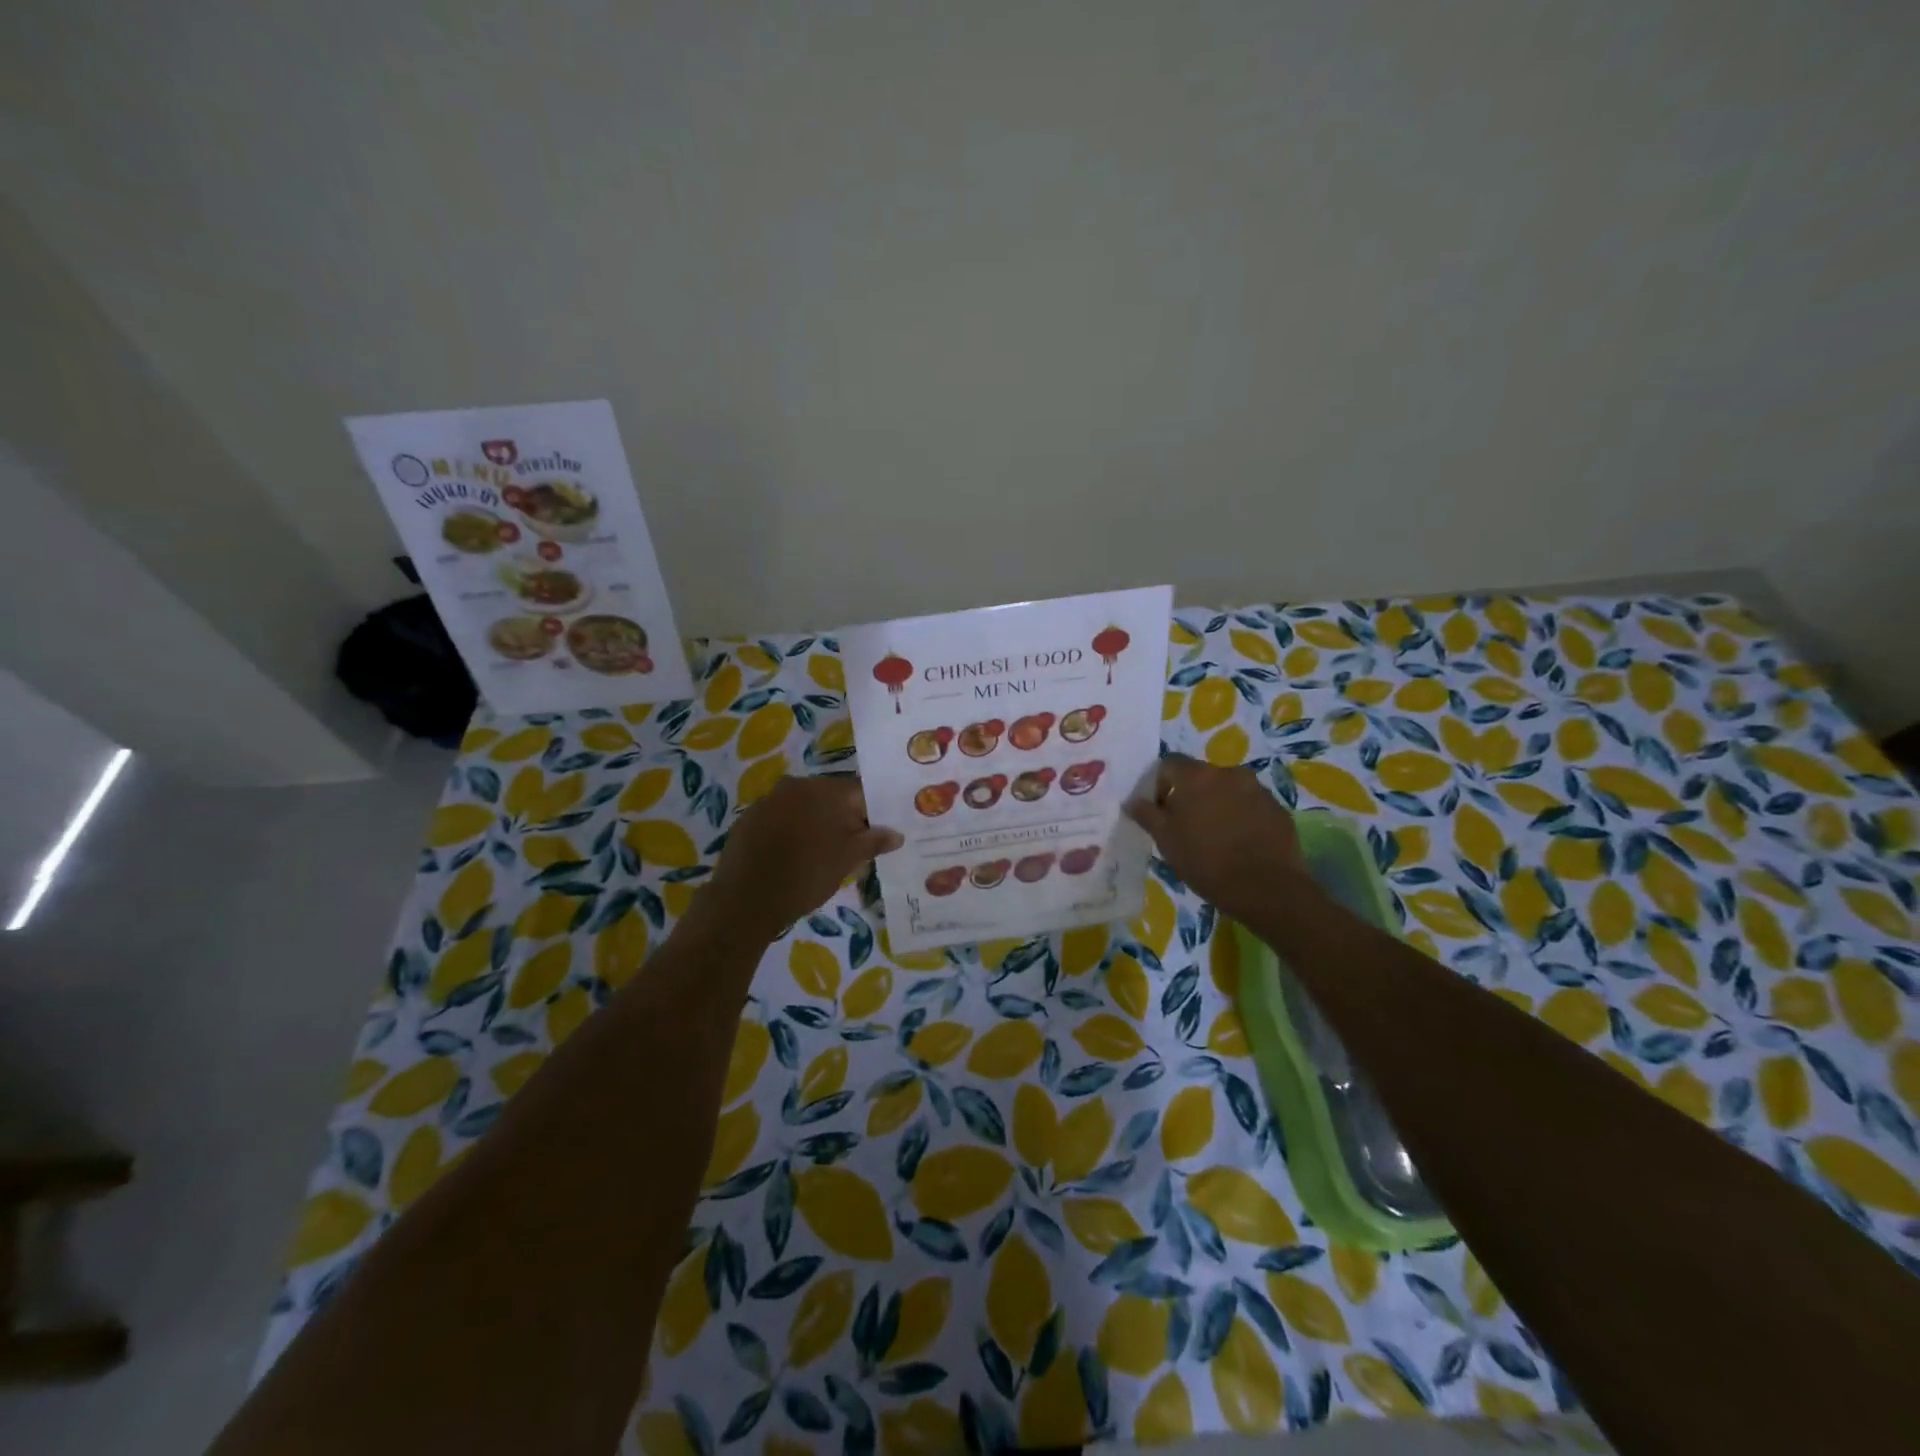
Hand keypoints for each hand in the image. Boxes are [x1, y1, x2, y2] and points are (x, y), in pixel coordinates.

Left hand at [705, 775, 902, 940]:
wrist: (745, 899)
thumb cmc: (807, 876)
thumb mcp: (848, 860)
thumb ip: (874, 841)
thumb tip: (897, 834)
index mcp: (827, 790)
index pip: (862, 792)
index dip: (874, 812)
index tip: (878, 833)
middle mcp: (798, 785)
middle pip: (833, 796)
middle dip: (845, 817)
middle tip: (853, 847)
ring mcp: (770, 799)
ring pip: (805, 806)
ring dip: (817, 823)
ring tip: (823, 853)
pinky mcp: (750, 817)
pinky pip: (781, 817)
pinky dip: (791, 830)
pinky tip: (792, 855)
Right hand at [1124, 754, 1305, 920]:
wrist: (1266, 888)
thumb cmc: (1206, 861)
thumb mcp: (1166, 840)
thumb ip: (1147, 814)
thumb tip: (1132, 800)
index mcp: (1197, 776)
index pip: (1168, 764)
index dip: (1158, 784)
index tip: (1158, 810)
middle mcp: (1228, 773)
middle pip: (1200, 776)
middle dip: (1189, 795)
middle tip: (1185, 826)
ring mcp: (1257, 789)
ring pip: (1227, 790)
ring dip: (1217, 804)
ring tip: (1214, 836)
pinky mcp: (1277, 808)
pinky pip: (1250, 805)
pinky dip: (1241, 816)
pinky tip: (1239, 843)